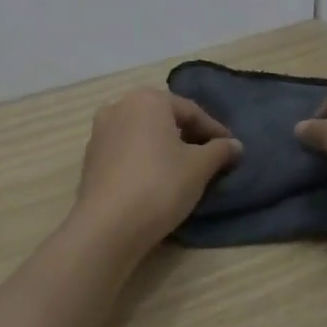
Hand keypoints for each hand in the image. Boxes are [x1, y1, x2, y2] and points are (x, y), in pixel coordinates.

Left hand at [75, 89, 241, 249]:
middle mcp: (119, 106)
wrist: (108, 226)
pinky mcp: (90, 158)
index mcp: (148, 100)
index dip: (215, 130)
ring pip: (143, 134)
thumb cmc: (160, 185)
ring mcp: (100, 131)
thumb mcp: (199, 167)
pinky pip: (127, 150)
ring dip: (165, 147)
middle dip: (188, 135)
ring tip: (185, 168)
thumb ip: (220, 150)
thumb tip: (236, 145)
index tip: (232, 149)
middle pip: (164, 118)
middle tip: (210, 156)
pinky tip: (157, 178)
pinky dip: (145, 158)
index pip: (191, 111)